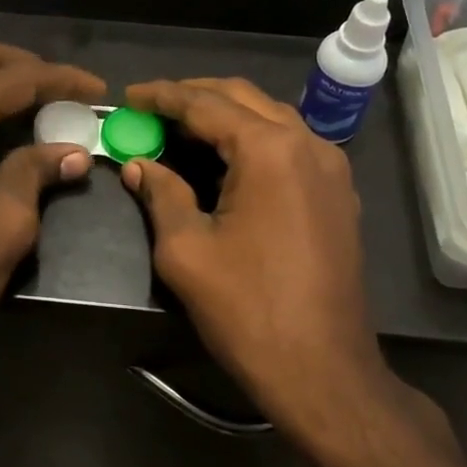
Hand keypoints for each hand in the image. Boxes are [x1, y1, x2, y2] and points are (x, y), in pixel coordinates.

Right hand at [119, 77, 406, 442]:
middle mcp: (307, 143)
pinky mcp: (338, 193)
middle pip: (242, 98)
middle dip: (194, 96)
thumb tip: (137, 165)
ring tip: (182, 128)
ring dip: (225, 115)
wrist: (323, 370)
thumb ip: (160, 194)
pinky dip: (253, 139)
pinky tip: (227, 159)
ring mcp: (331, 167)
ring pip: (270, 118)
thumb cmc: (247, 309)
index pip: (205, 104)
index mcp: (269, 149)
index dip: (162, 96)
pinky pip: (290, 145)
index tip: (128, 96)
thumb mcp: (185, 250)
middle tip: (151, 108)